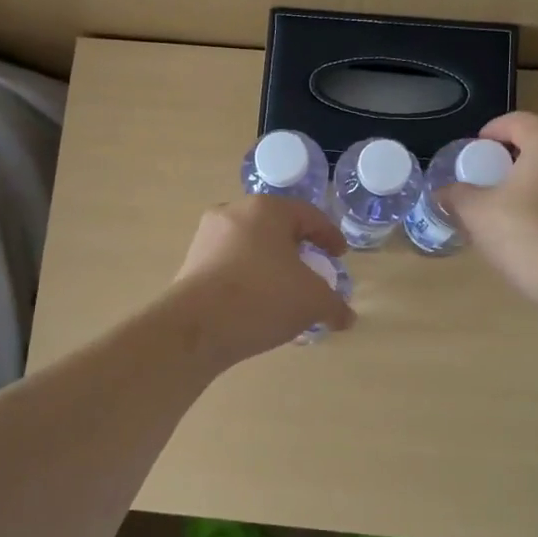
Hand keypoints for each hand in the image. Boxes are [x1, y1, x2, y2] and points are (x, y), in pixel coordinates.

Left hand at [165, 196, 354, 368]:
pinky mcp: (191, 262)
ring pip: (251, 247)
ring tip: (284, 292)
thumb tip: (347, 318)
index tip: (339, 255)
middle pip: (276, 228)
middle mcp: (233, 213)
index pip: (308, 215)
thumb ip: (335, 305)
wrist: (195, 327)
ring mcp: (207, 237)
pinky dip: (248, 278)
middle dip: (297, 249)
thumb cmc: (262, 298)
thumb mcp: (312, 302)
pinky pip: (230, 265)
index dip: (329, 236)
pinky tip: (257, 305)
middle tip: (312, 271)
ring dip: (270, 265)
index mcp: (266, 209)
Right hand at [445, 111, 537, 307]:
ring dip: (531, 178)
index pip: (517, 121)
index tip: (473, 152)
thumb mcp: (477, 213)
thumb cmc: (526, 235)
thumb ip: (456, 195)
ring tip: (506, 203)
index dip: (491, 131)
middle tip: (486, 179)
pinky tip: (531, 223)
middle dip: (510, 157)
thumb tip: (443, 191)